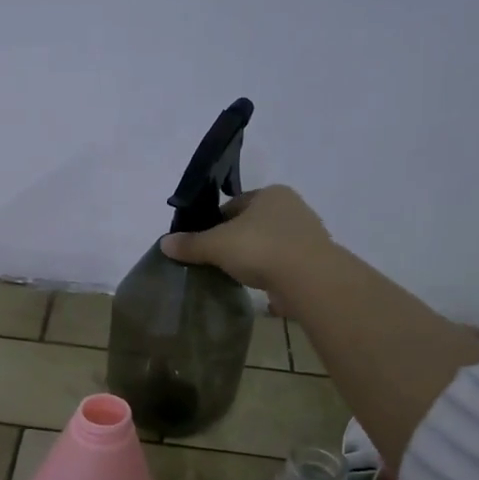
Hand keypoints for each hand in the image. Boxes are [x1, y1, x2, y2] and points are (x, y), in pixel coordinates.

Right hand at [159, 185, 334, 304]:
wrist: (309, 279)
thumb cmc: (260, 249)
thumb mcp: (216, 245)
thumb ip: (191, 244)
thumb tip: (164, 243)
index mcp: (270, 193)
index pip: (232, 205)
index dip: (212, 223)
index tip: (201, 244)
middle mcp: (291, 207)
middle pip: (251, 224)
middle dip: (234, 240)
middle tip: (215, 261)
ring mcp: (306, 234)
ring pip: (268, 243)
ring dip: (253, 257)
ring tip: (234, 275)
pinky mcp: (313, 260)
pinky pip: (282, 263)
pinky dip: (269, 272)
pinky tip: (257, 285)